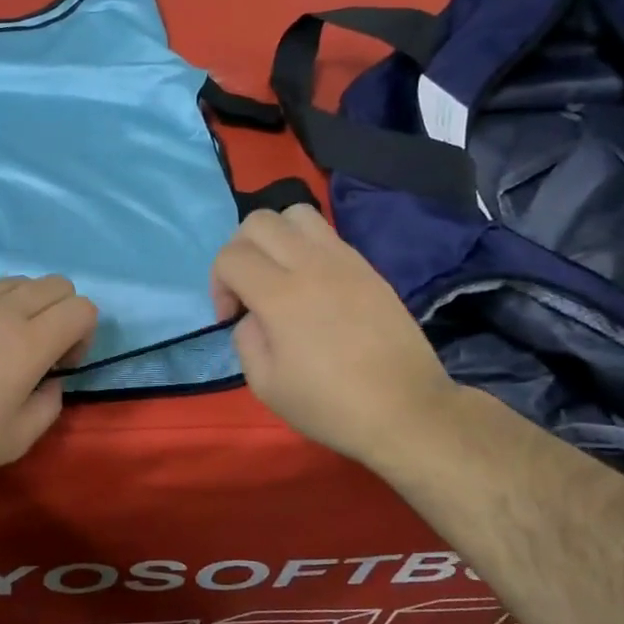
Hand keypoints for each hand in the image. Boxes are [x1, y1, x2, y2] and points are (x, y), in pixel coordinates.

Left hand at [0, 276, 97, 487]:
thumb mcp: (14, 441)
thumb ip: (48, 407)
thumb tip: (50, 383)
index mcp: (30, 342)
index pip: (82, 307)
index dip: (84, 334)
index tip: (59, 366)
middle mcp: (3, 311)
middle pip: (55, 284)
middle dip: (62, 312)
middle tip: (40, 352)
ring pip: (16, 282)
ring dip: (26, 307)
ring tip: (3, 346)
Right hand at [211, 205, 455, 467]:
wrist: (406, 410)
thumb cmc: (330, 406)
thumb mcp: (265, 385)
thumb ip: (246, 339)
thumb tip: (253, 315)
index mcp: (281, 296)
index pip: (231, 256)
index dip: (218, 284)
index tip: (230, 318)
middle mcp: (311, 265)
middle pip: (259, 221)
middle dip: (239, 250)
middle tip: (247, 288)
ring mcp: (345, 261)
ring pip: (297, 213)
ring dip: (276, 237)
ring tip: (279, 274)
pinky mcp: (368, 268)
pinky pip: (327, 235)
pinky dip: (306, 248)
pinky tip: (312, 287)